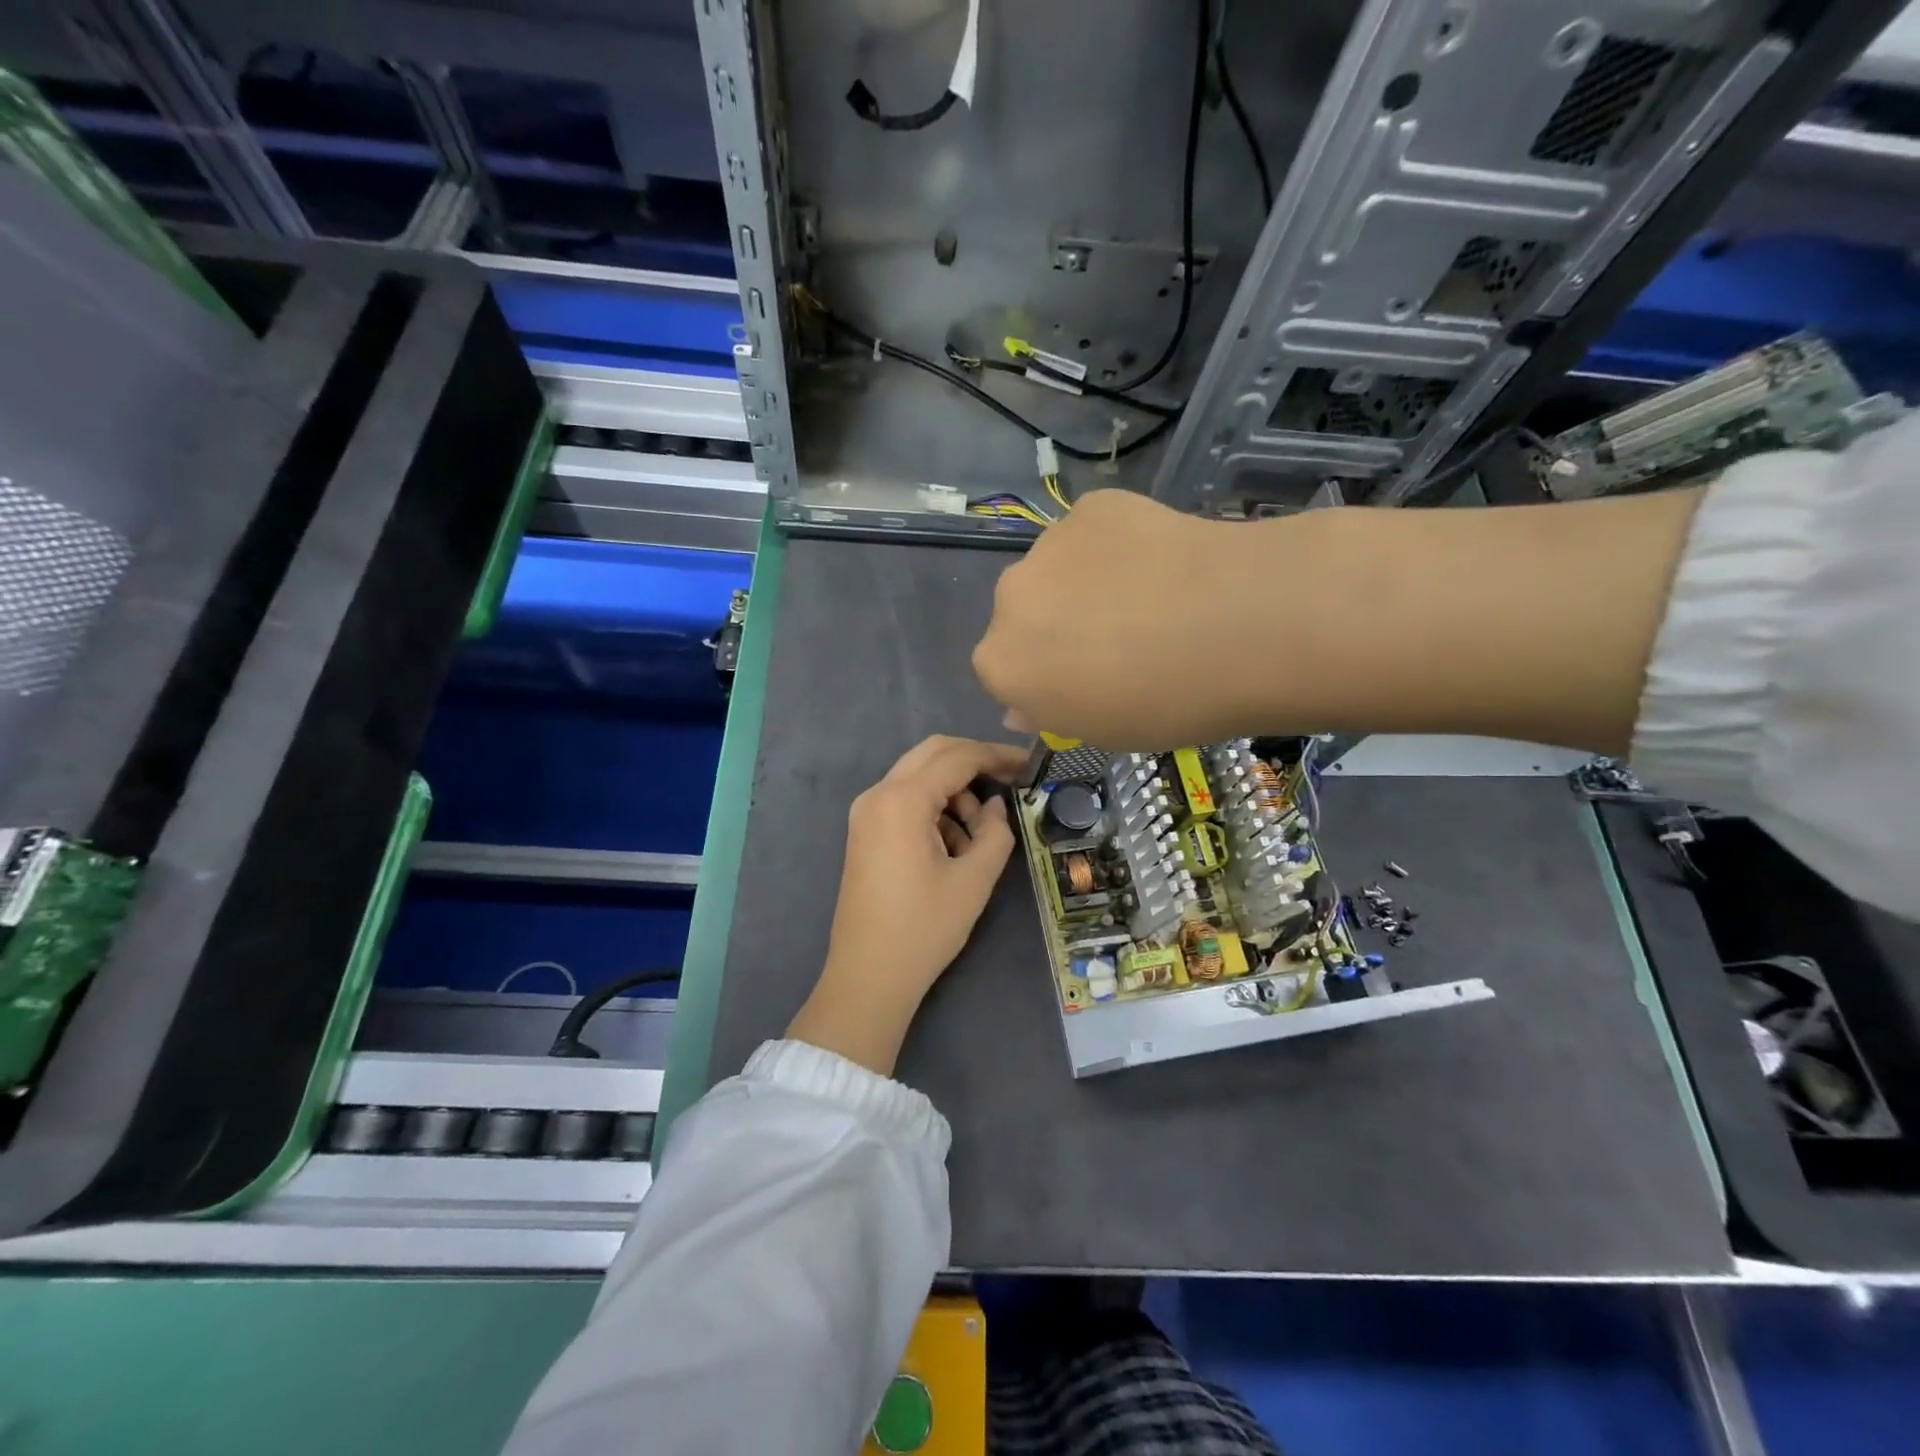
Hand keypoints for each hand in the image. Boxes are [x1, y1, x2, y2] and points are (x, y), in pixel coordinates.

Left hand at [787, 735, 1027, 1074]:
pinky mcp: (865, 830)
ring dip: (954, 790)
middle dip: (974, 761)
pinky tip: (952, 846)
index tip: (1029, 764)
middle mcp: (878, 794)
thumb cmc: (924, 928)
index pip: (957, 757)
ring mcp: (866, 812)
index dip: (996, 755)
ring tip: (979, 834)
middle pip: (933, 753)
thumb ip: (995, 832)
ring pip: (919, 775)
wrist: (868, 976)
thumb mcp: (974, 879)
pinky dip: (934, 808)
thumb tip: (994, 807)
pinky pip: (905, 799)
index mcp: (902, 800)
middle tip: (1010, 780)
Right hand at [971, 489, 1264, 747]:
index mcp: (1000, 664)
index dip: (1044, 675)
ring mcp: (1048, 544)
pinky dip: (1116, 545)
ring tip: (1147, 596)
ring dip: (1082, 581)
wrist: (1239, 626)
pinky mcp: (1092, 506)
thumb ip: (1050, 713)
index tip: (1083, 681)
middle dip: (1054, 624)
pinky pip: (1093, 532)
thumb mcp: (1102, 732)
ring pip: (1055, 568)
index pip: (1004, 669)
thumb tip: (1024, 705)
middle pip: (1023, 613)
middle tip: (1114, 637)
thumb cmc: (1165, 702)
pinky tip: (1161, 561)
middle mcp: (1009, 599)